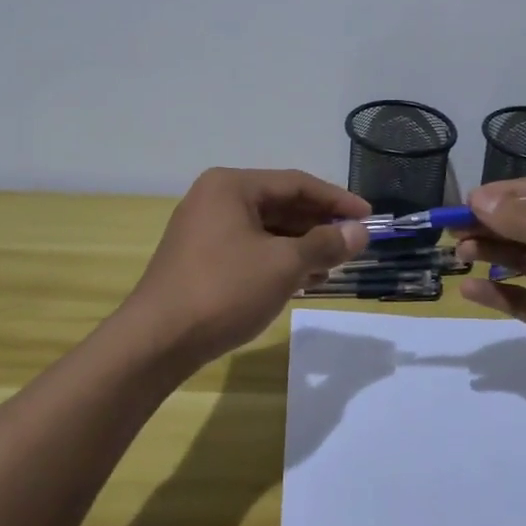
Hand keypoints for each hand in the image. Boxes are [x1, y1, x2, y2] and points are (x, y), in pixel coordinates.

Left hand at [121, 168, 369, 369]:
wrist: (156, 342)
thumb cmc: (224, 290)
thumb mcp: (283, 265)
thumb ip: (325, 243)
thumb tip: (360, 233)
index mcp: (231, 186)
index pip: (296, 183)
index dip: (337, 200)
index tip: (369, 217)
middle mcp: (215, 199)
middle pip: (281, 204)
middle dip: (320, 225)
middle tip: (355, 244)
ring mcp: (205, 230)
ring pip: (267, 229)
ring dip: (302, 245)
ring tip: (334, 267)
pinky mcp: (201, 259)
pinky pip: (251, 249)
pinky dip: (279, 260)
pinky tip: (303, 280)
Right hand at [454, 177, 525, 429]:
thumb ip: (524, 221)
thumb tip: (479, 197)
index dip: (507, 195)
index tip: (469, 202)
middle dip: (492, 224)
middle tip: (454, 229)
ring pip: (522, 259)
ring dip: (490, 252)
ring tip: (460, 254)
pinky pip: (520, 296)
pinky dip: (496, 290)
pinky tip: (469, 288)